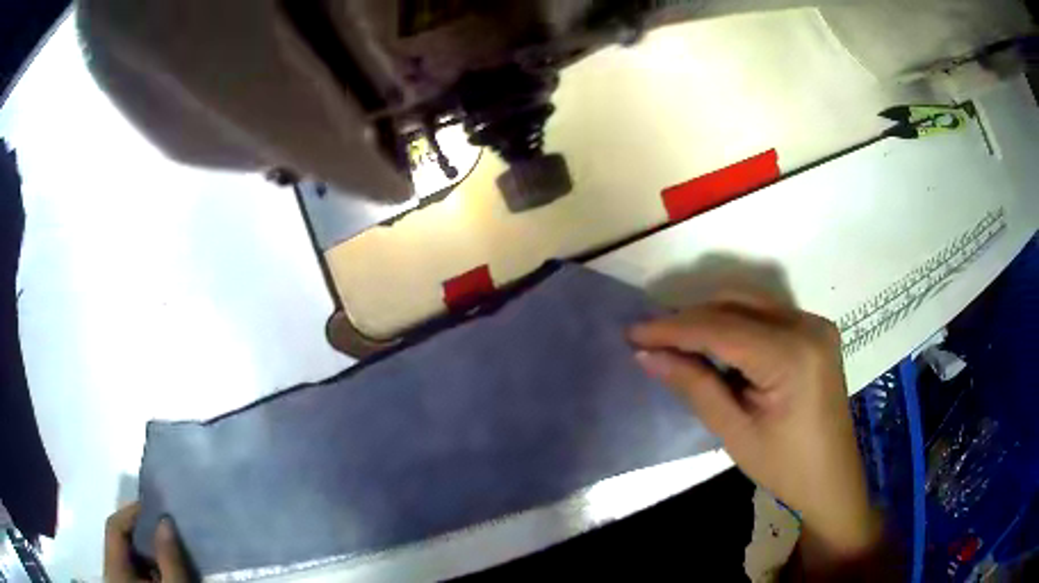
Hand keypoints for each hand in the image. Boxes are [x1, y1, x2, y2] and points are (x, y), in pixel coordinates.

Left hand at [105, 504, 190, 582]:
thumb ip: (169, 559)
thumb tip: (166, 521)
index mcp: (114, 568)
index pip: (114, 526)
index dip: (132, 512)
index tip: (156, 507)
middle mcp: (110, 571)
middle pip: (120, 542)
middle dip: (143, 535)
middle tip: (167, 532)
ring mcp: (117, 582)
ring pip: (128, 558)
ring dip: (147, 553)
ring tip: (169, 553)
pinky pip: (133, 571)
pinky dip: (148, 568)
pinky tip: (165, 573)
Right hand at [629, 294, 882, 569]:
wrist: (831, 478)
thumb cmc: (785, 466)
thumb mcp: (735, 431)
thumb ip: (695, 386)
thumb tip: (648, 355)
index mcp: (792, 355)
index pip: (721, 328)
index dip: (674, 328)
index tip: (633, 333)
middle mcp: (807, 325)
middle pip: (736, 304)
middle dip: (689, 318)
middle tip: (651, 339)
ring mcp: (815, 324)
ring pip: (750, 303)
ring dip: (710, 317)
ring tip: (676, 341)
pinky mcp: (815, 330)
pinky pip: (766, 313)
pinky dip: (735, 323)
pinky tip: (715, 344)